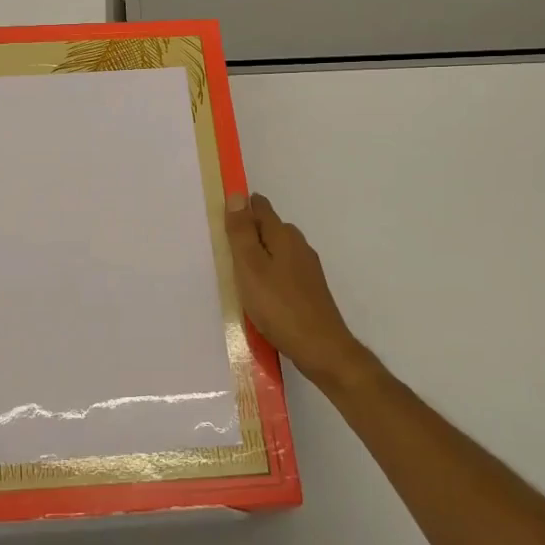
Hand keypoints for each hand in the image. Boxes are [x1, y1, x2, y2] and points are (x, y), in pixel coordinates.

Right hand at [225, 193, 369, 387]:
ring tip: (239, 274)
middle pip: (270, 228)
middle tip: (225, 249)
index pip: (260, 207)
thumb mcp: (250, 267)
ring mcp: (308, 269)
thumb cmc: (279, 305)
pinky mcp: (310, 290)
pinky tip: (261, 294)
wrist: (321, 348)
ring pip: (277, 251)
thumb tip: (237, 195)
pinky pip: (284, 271)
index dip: (241, 208)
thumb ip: (242, 232)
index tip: (222, 220)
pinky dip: (270, 275)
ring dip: (259, 256)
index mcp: (283, 235)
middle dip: (249, 232)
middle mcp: (299, 246)